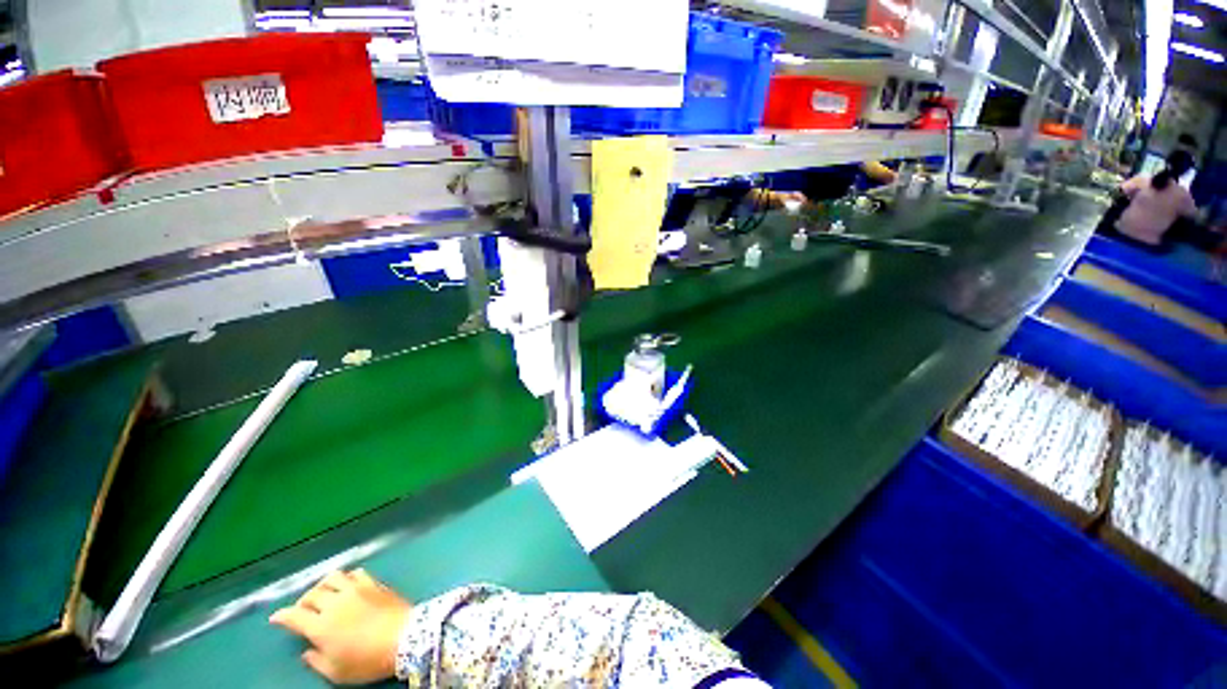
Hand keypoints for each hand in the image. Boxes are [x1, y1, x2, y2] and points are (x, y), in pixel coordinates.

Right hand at [270, 569, 412, 684]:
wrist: (405, 637)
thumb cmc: (368, 660)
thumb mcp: (336, 672)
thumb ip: (317, 661)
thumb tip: (307, 650)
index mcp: (321, 626)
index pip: (294, 615)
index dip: (282, 616)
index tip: (276, 618)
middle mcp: (335, 603)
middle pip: (311, 594)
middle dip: (302, 601)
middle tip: (302, 610)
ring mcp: (356, 589)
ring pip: (332, 577)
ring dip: (323, 585)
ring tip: (324, 595)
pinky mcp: (374, 583)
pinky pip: (356, 573)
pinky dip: (346, 577)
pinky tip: (347, 585)